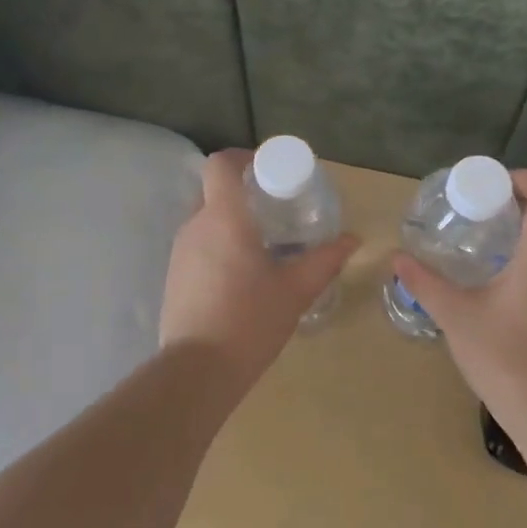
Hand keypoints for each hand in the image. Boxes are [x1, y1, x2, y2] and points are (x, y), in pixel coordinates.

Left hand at [160, 149, 358, 392]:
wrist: (198, 370)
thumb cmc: (250, 320)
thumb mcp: (296, 290)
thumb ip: (325, 260)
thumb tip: (352, 240)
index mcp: (223, 218)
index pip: (221, 164)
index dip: (242, 157)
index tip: (268, 169)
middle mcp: (195, 226)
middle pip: (214, 191)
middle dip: (244, 194)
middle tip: (276, 210)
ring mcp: (179, 253)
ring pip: (206, 221)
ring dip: (232, 223)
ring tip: (264, 245)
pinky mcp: (174, 277)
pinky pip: (198, 247)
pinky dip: (219, 247)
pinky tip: (242, 276)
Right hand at [391, 168, 526, 429]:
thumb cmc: (503, 356)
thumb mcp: (455, 315)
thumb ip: (425, 282)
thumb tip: (396, 258)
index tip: (493, 183)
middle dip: (512, 205)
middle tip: (473, 210)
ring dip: (517, 234)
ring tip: (478, 242)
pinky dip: (524, 260)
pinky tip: (493, 281)